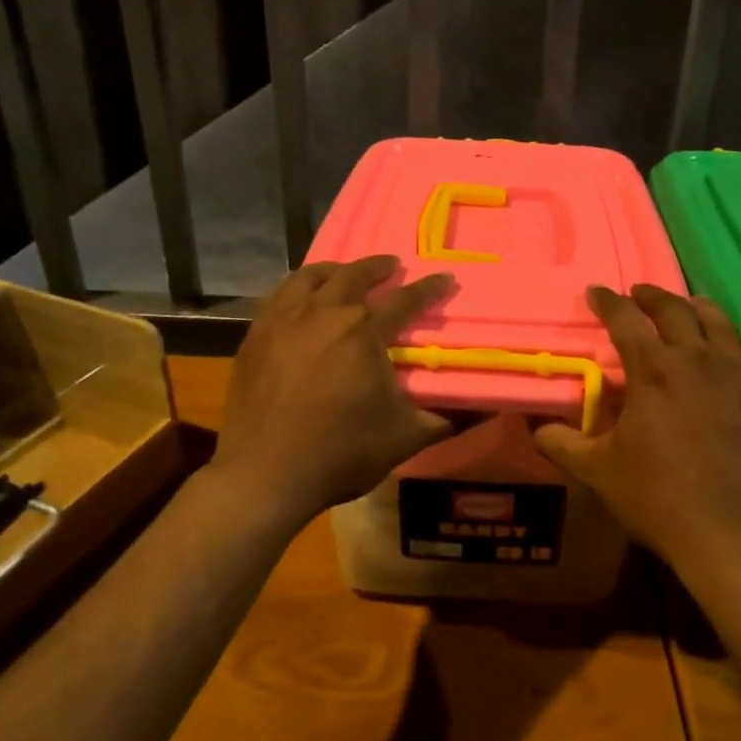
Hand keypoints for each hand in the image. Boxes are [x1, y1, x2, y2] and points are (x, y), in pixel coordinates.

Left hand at [211, 256, 454, 526]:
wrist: (265, 474)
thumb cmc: (340, 454)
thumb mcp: (405, 439)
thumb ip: (446, 418)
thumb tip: (484, 408)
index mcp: (364, 334)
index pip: (404, 301)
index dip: (429, 289)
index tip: (445, 278)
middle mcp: (325, 314)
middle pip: (354, 276)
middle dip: (378, 267)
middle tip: (392, 265)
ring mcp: (284, 320)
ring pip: (311, 277)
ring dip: (335, 270)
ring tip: (344, 272)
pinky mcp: (256, 335)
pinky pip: (279, 295)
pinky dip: (297, 286)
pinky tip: (301, 297)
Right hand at [534, 285, 740, 575]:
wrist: (729, 532)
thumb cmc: (657, 497)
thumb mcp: (596, 471)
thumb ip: (562, 444)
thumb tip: (536, 429)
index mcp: (652, 369)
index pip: (624, 319)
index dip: (607, 302)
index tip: (595, 293)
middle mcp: (697, 358)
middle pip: (674, 310)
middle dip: (652, 297)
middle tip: (639, 296)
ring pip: (721, 324)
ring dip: (702, 308)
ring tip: (692, 303)